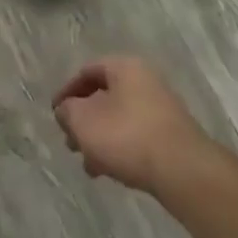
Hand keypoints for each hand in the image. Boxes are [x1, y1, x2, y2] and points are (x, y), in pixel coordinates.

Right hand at [53, 56, 211, 195]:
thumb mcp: (84, 121)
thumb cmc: (127, 136)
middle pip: (104, 95)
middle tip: (70, 142)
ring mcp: (161, 107)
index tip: (55, 115)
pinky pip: (136, 134)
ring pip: (119, 117)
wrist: (183, 171)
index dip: (67, 92)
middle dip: (84, 119)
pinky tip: (111, 171)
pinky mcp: (171, 135)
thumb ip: (68, 111)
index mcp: (124, 67)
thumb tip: (66, 110)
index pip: (88, 71)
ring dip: (100, 137)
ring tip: (89, 164)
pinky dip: (119, 148)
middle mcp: (145, 79)